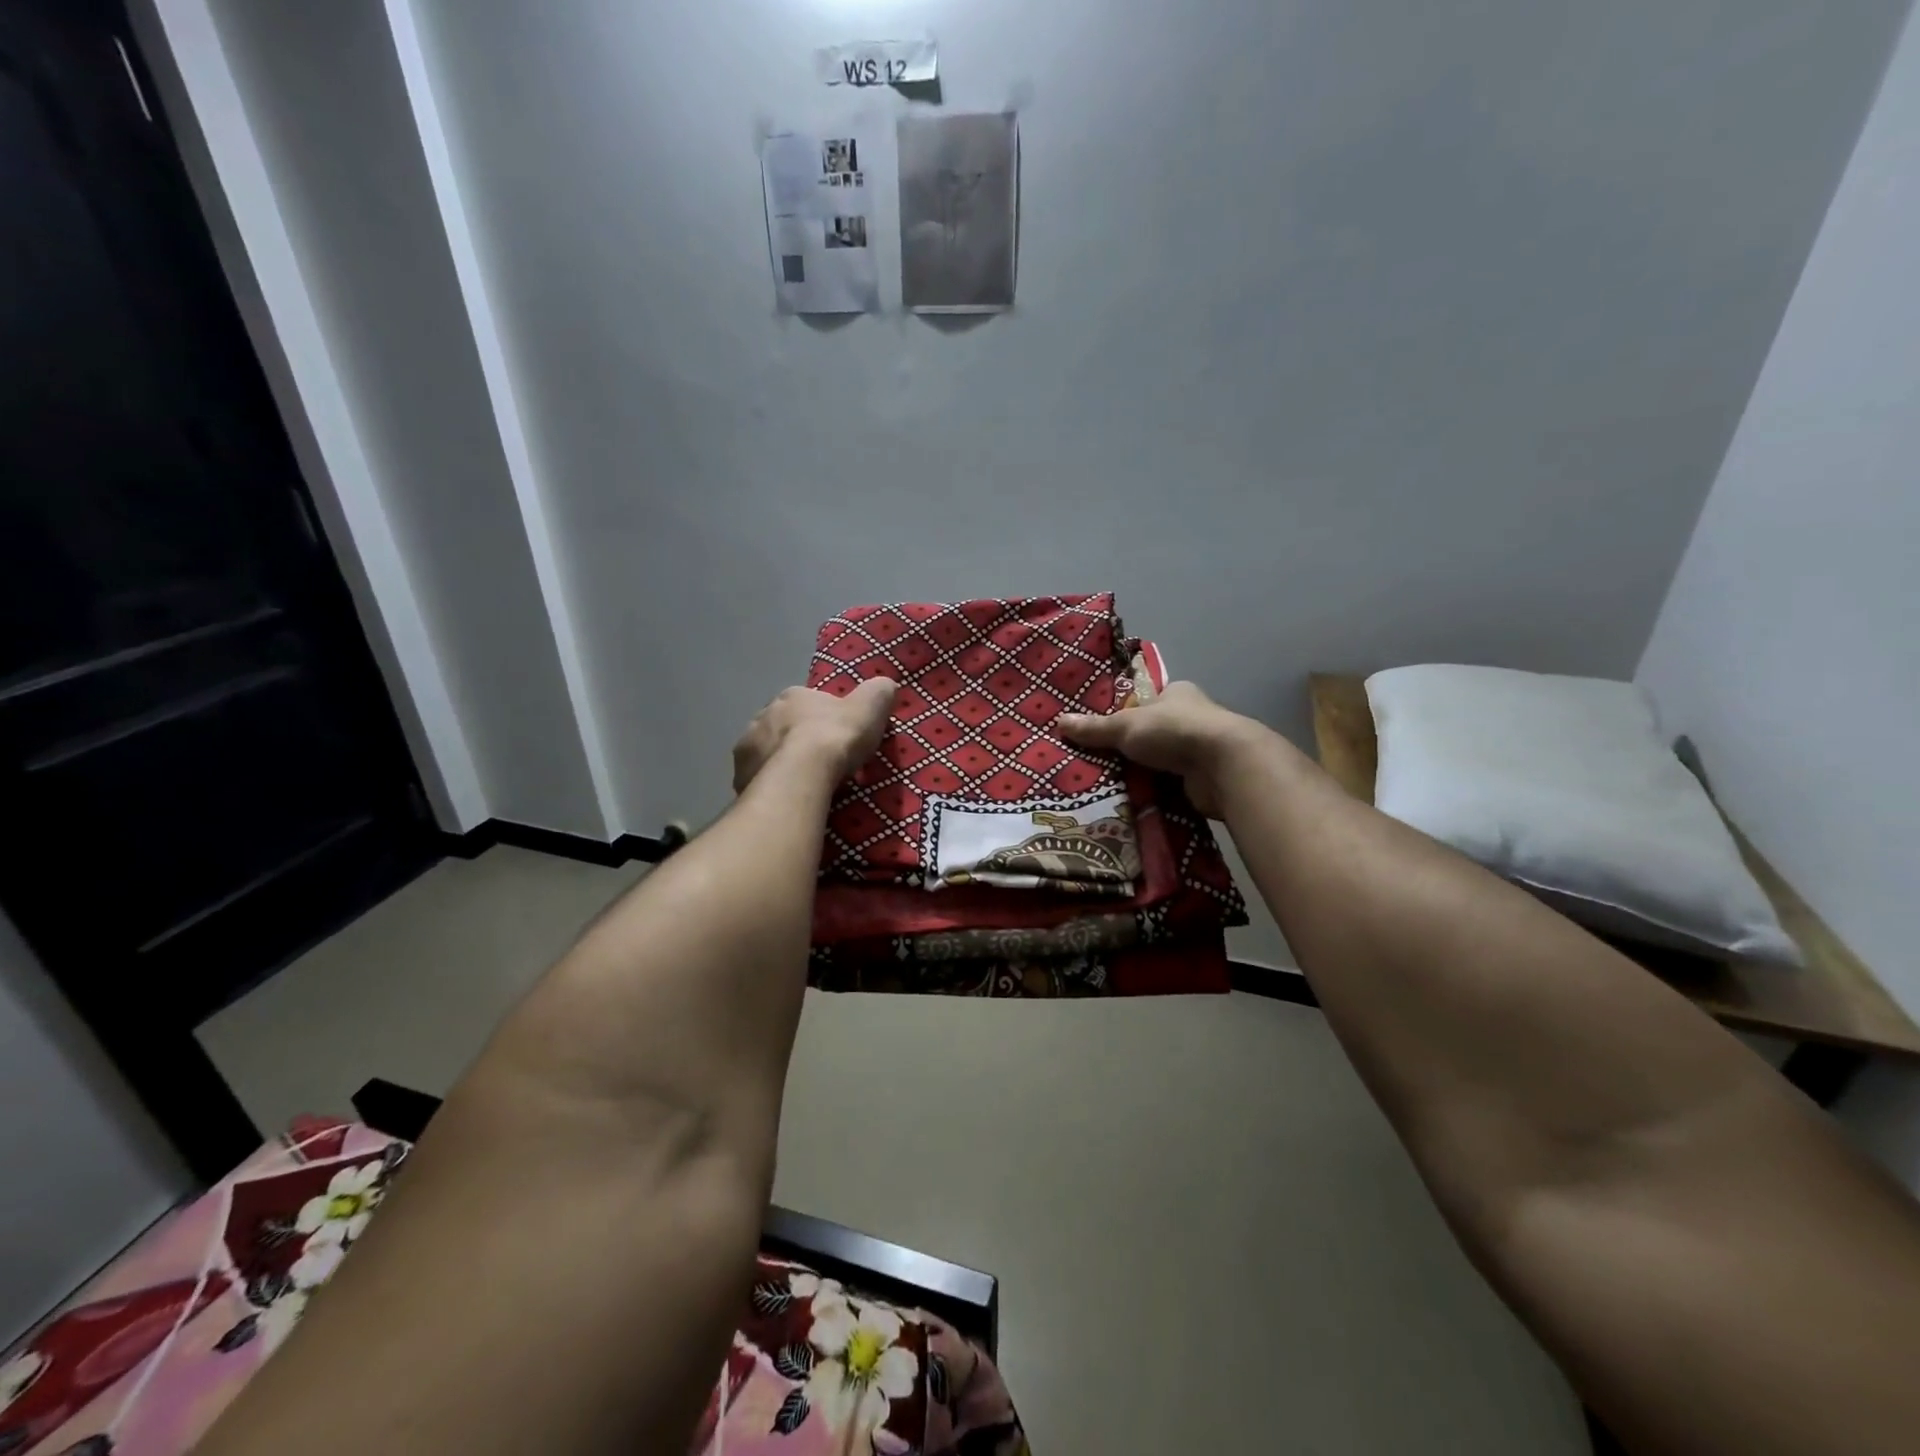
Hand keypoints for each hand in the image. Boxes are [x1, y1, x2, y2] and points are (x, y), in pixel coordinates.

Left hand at [732, 679, 897, 792]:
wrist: (802, 774)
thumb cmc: (835, 737)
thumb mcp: (870, 708)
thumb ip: (877, 693)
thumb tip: (885, 684)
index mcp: (793, 696)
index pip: (808, 702)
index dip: (823, 718)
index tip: (837, 736)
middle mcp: (764, 714)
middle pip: (784, 726)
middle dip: (797, 739)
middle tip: (819, 762)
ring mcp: (748, 745)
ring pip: (767, 751)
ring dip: (780, 761)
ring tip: (802, 783)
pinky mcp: (740, 774)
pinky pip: (757, 777)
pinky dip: (769, 784)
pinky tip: (785, 796)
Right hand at [1057, 681, 1268, 818]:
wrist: (1225, 766)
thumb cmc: (1174, 731)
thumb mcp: (1126, 726)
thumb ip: (1095, 728)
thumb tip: (1060, 721)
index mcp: (1178, 693)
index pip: (1148, 700)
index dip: (1128, 712)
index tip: (1105, 729)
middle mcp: (1193, 718)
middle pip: (1153, 732)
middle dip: (1132, 747)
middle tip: (1098, 761)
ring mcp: (1201, 750)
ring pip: (1163, 761)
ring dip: (1144, 772)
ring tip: (1109, 785)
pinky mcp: (1205, 779)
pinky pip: (1172, 785)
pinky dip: (1157, 792)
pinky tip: (1134, 802)